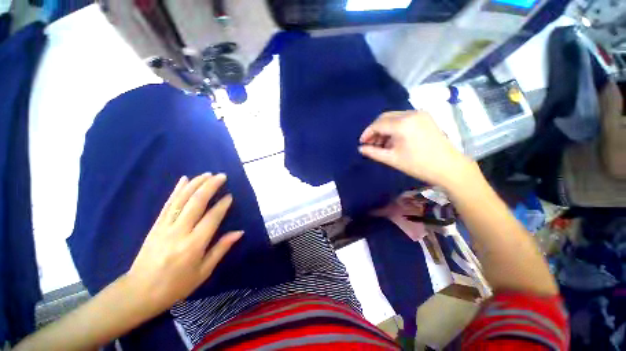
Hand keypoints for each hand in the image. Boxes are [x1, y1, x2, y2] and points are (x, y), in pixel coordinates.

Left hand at [125, 173, 242, 317]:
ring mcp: (164, 226)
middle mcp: (179, 231)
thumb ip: (221, 248)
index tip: (230, 196)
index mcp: (193, 245)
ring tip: (207, 174)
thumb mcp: (203, 272)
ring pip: (182, 199)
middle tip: (221, 176)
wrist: (138, 292)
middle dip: (210, 186)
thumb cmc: (176, 285)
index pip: (212, 218)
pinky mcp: (155, 225)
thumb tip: (239, 232)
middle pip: (196, 202)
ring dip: (196, 184)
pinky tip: (184, 179)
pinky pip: (168, 203)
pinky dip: (177, 190)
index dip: (222, 205)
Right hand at [359, 111, 473, 188]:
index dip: (367, 133)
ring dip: (384, 129)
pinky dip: (394, 127)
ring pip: (394, 117)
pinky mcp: (425, 117)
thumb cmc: (418, 165)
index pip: (378, 124)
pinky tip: (393, 139)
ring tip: (381, 144)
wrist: (448, 167)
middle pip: (385, 117)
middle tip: (370, 143)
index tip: (362, 143)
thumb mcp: (392, 159)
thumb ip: (373, 152)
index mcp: (403, 124)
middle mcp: (411, 113)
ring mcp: (419, 114)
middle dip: (375, 130)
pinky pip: (403, 119)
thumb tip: (360, 148)